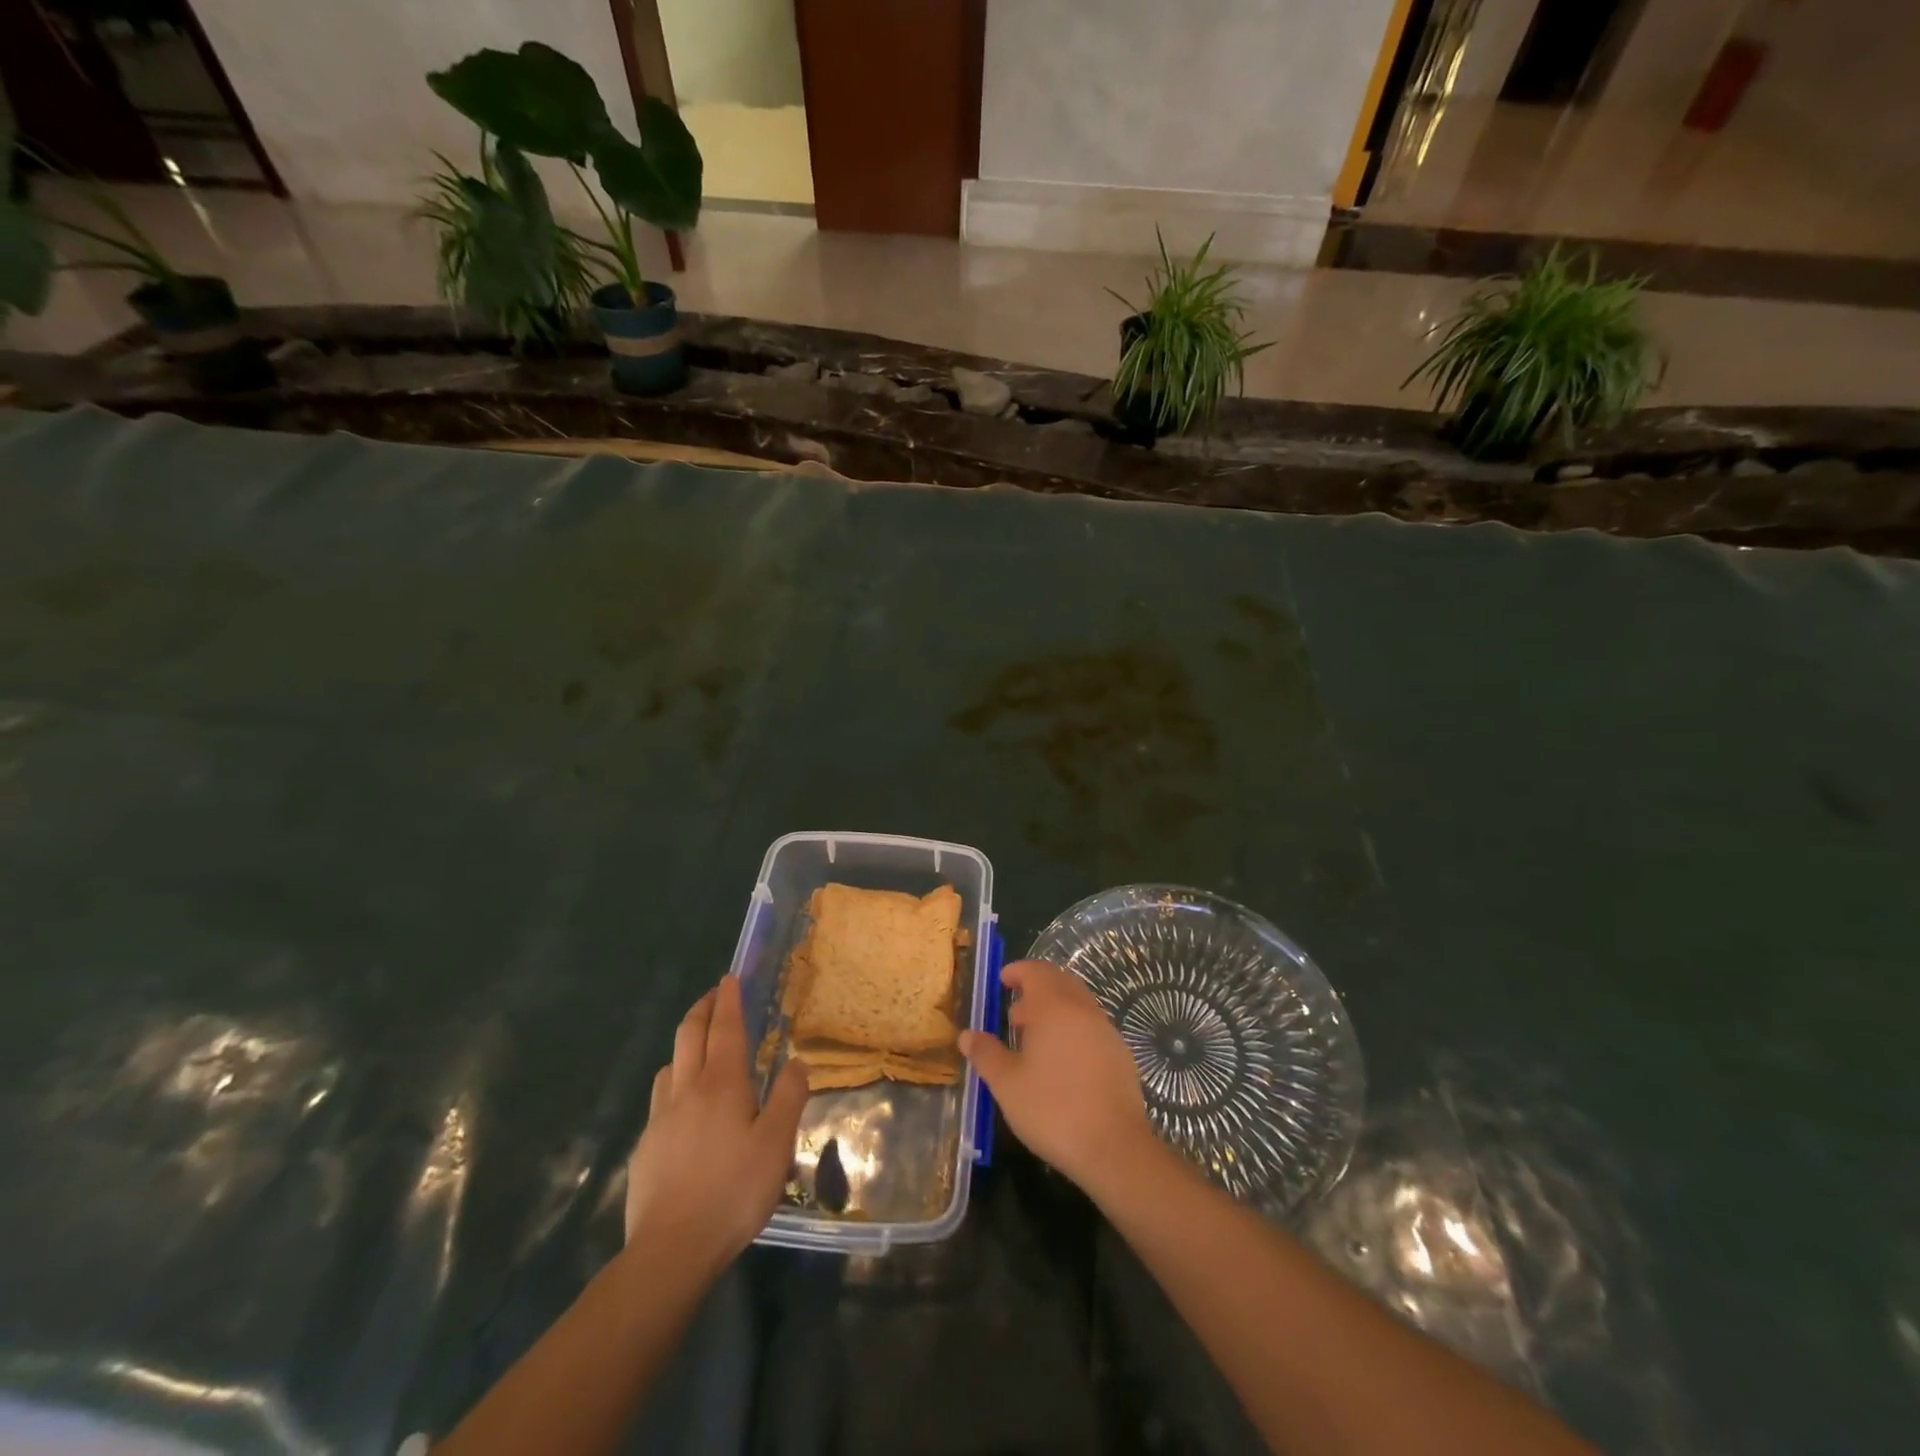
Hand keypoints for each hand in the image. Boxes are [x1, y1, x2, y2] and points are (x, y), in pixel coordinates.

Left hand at [624, 975, 809, 1270]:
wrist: (670, 1250)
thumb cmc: (733, 1191)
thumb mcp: (777, 1144)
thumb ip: (789, 1096)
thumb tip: (796, 1060)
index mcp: (721, 1083)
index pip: (725, 1028)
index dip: (729, 1000)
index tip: (731, 977)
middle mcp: (686, 1089)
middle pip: (688, 1034)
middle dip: (702, 1009)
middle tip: (714, 996)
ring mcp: (660, 1118)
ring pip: (669, 1064)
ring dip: (685, 1045)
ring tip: (699, 1050)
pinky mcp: (645, 1146)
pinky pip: (660, 1098)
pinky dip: (674, 1082)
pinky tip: (683, 1108)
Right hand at [959, 959, 1152, 1199]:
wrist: (1114, 1147)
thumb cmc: (1052, 1109)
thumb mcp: (1007, 1084)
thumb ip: (985, 1054)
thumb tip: (967, 1035)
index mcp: (1054, 1007)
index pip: (1036, 971)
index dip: (1017, 971)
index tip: (1002, 981)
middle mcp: (1083, 1009)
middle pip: (1059, 982)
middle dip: (1035, 989)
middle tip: (1014, 1014)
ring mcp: (1106, 1031)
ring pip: (1077, 1004)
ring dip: (1054, 1010)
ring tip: (1033, 1041)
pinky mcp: (1120, 1054)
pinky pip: (1091, 1026)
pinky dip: (1072, 1029)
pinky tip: (1061, 1063)